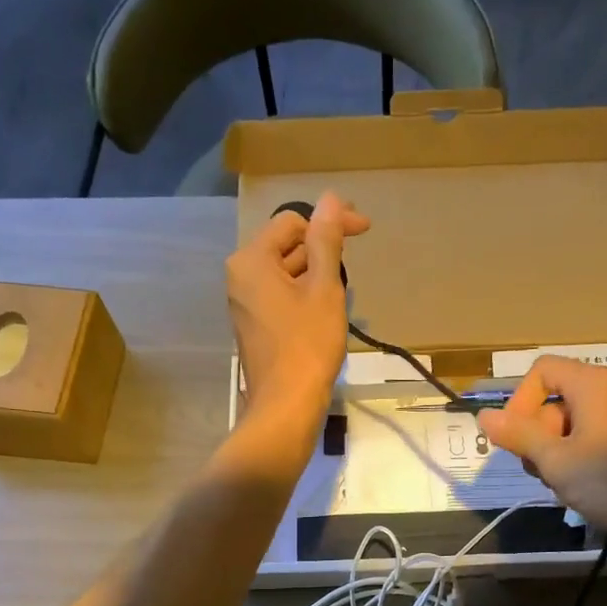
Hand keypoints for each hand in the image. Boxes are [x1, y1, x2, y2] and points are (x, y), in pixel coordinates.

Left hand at [226, 190, 368, 424]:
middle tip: (355, 259)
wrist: (285, 406)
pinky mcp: (254, 326)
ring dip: (316, 273)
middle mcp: (240, 277)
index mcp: (252, 260)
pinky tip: (327, 309)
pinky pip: (281, 296)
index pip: (293, 222)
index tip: (365, 229)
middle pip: (286, 246)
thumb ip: (326, 241)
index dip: (331, 222)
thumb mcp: (324, 288)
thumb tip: (331, 199)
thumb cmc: (308, 345)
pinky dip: (305, 295)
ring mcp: (244, 303)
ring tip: (343, 289)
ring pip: (285, 273)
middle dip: (322, 249)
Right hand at [478, 355, 606, 545]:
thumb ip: (518, 435)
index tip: (516, 438)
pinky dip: (575, 458)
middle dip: (536, 434)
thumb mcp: (555, 460)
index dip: (519, 401)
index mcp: (591, 384)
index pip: (541, 371)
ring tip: (562, 483)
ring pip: (567, 424)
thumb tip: (484, 415)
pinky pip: (588, 437)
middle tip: (541, 469)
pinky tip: (580, 487)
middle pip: (552, 399)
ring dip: (553, 452)